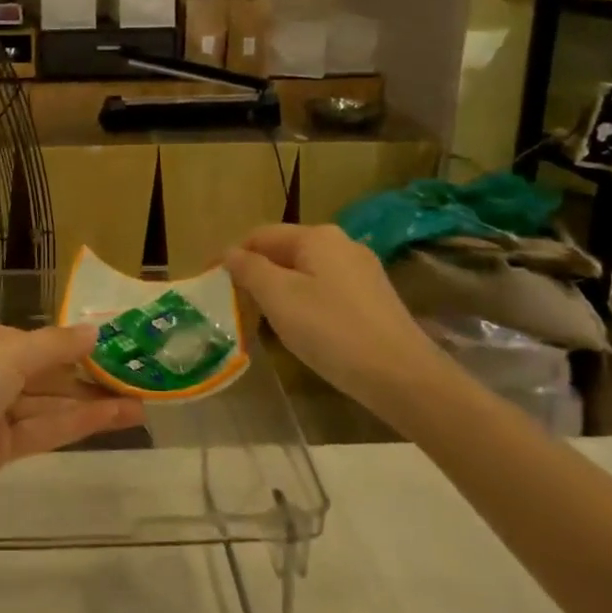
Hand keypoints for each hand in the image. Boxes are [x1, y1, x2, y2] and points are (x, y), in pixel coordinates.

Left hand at [0, 314, 145, 523]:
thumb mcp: (4, 356)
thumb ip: (54, 346)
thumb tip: (95, 331)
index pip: (26, 338)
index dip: (70, 344)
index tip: (113, 347)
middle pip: (38, 371)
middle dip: (85, 375)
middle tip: (136, 377)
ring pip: (43, 403)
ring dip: (88, 402)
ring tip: (141, 403)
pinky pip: (39, 430)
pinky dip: (75, 424)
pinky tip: (115, 418)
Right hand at [224, 224, 442, 414]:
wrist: (403, 377)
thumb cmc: (331, 331)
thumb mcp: (279, 298)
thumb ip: (249, 269)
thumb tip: (230, 253)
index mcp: (316, 236)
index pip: (259, 235)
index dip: (231, 255)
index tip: (209, 280)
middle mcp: (341, 244)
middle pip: (284, 251)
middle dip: (255, 272)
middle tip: (232, 302)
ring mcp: (362, 271)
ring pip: (305, 271)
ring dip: (278, 288)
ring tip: (260, 318)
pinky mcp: (373, 298)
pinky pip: (325, 289)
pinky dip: (303, 301)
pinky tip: (301, 328)